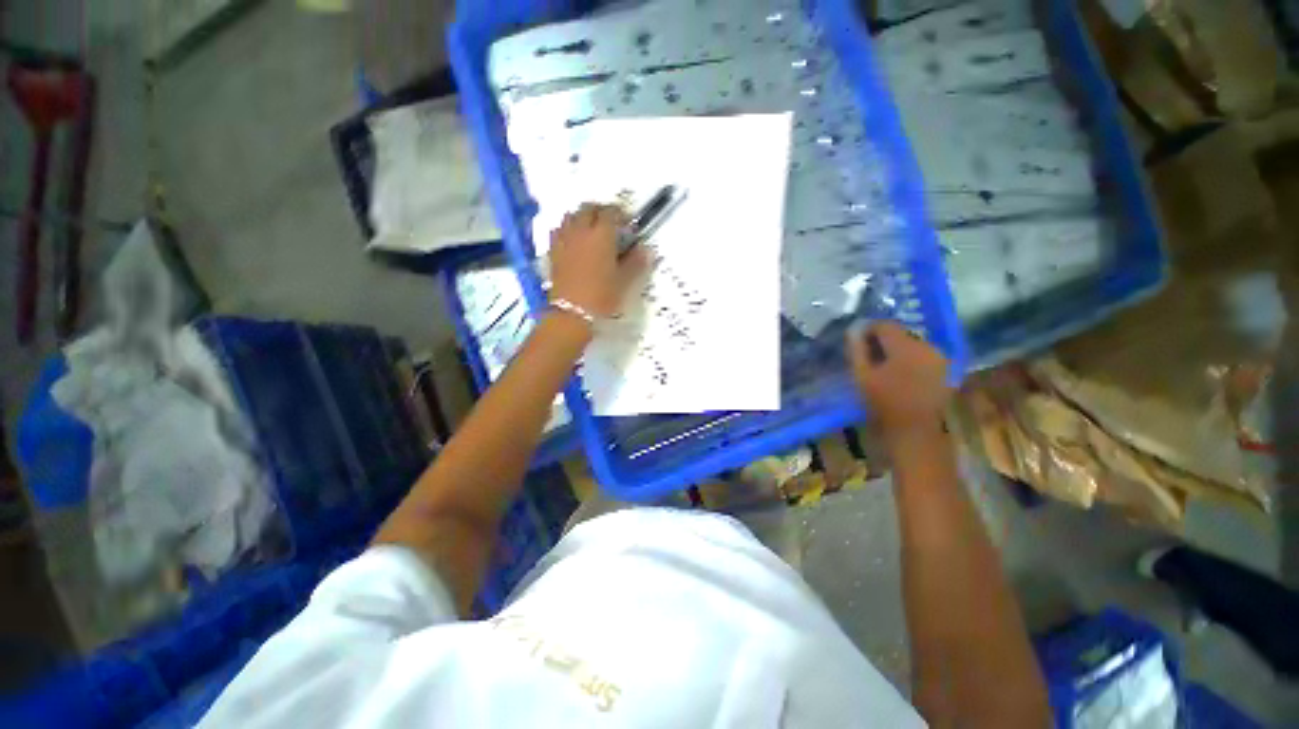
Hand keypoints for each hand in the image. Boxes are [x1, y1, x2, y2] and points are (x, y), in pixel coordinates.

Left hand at [549, 203, 649, 317]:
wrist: (572, 313)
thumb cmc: (602, 297)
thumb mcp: (624, 282)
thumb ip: (636, 262)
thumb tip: (645, 250)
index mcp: (602, 235)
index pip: (611, 212)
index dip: (621, 214)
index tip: (628, 224)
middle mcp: (581, 231)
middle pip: (589, 208)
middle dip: (601, 211)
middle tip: (610, 224)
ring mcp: (564, 240)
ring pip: (571, 215)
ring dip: (582, 217)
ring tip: (591, 230)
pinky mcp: (553, 251)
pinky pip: (559, 230)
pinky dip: (567, 229)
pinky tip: (573, 241)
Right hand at [847, 321, 951, 441]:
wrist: (913, 431)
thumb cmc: (882, 403)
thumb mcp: (862, 375)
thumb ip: (857, 349)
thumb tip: (853, 330)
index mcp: (906, 347)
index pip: (885, 325)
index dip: (868, 329)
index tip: (857, 341)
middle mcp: (927, 347)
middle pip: (901, 333)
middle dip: (883, 340)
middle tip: (868, 354)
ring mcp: (939, 358)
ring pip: (912, 344)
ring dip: (897, 350)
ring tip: (882, 364)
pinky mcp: (945, 370)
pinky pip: (923, 355)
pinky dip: (910, 359)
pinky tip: (899, 372)